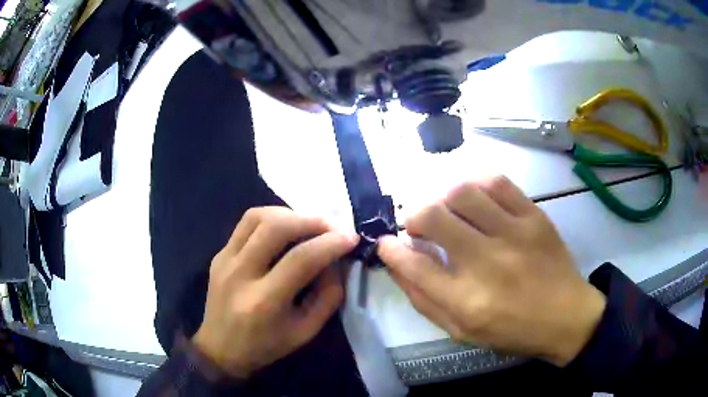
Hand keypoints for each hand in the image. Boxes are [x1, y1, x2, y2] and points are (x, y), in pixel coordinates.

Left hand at [193, 207, 358, 377]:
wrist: (220, 349)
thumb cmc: (265, 346)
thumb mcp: (305, 332)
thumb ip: (327, 297)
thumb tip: (336, 262)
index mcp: (264, 302)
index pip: (301, 259)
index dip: (331, 243)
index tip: (351, 238)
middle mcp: (240, 274)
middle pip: (275, 227)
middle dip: (310, 220)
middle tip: (331, 227)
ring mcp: (225, 260)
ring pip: (257, 216)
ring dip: (288, 214)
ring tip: (308, 224)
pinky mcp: (219, 254)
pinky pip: (246, 224)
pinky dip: (271, 219)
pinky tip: (284, 230)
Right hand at [378, 176, 605, 365]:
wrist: (566, 316)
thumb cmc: (512, 330)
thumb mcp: (462, 331)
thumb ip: (425, 300)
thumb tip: (397, 265)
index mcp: (467, 301)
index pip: (414, 265)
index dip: (390, 250)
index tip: (384, 243)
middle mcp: (487, 263)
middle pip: (433, 217)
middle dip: (413, 216)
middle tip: (416, 225)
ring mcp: (514, 234)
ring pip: (462, 193)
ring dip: (442, 197)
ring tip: (445, 209)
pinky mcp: (534, 216)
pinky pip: (498, 183)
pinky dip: (476, 183)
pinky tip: (473, 196)